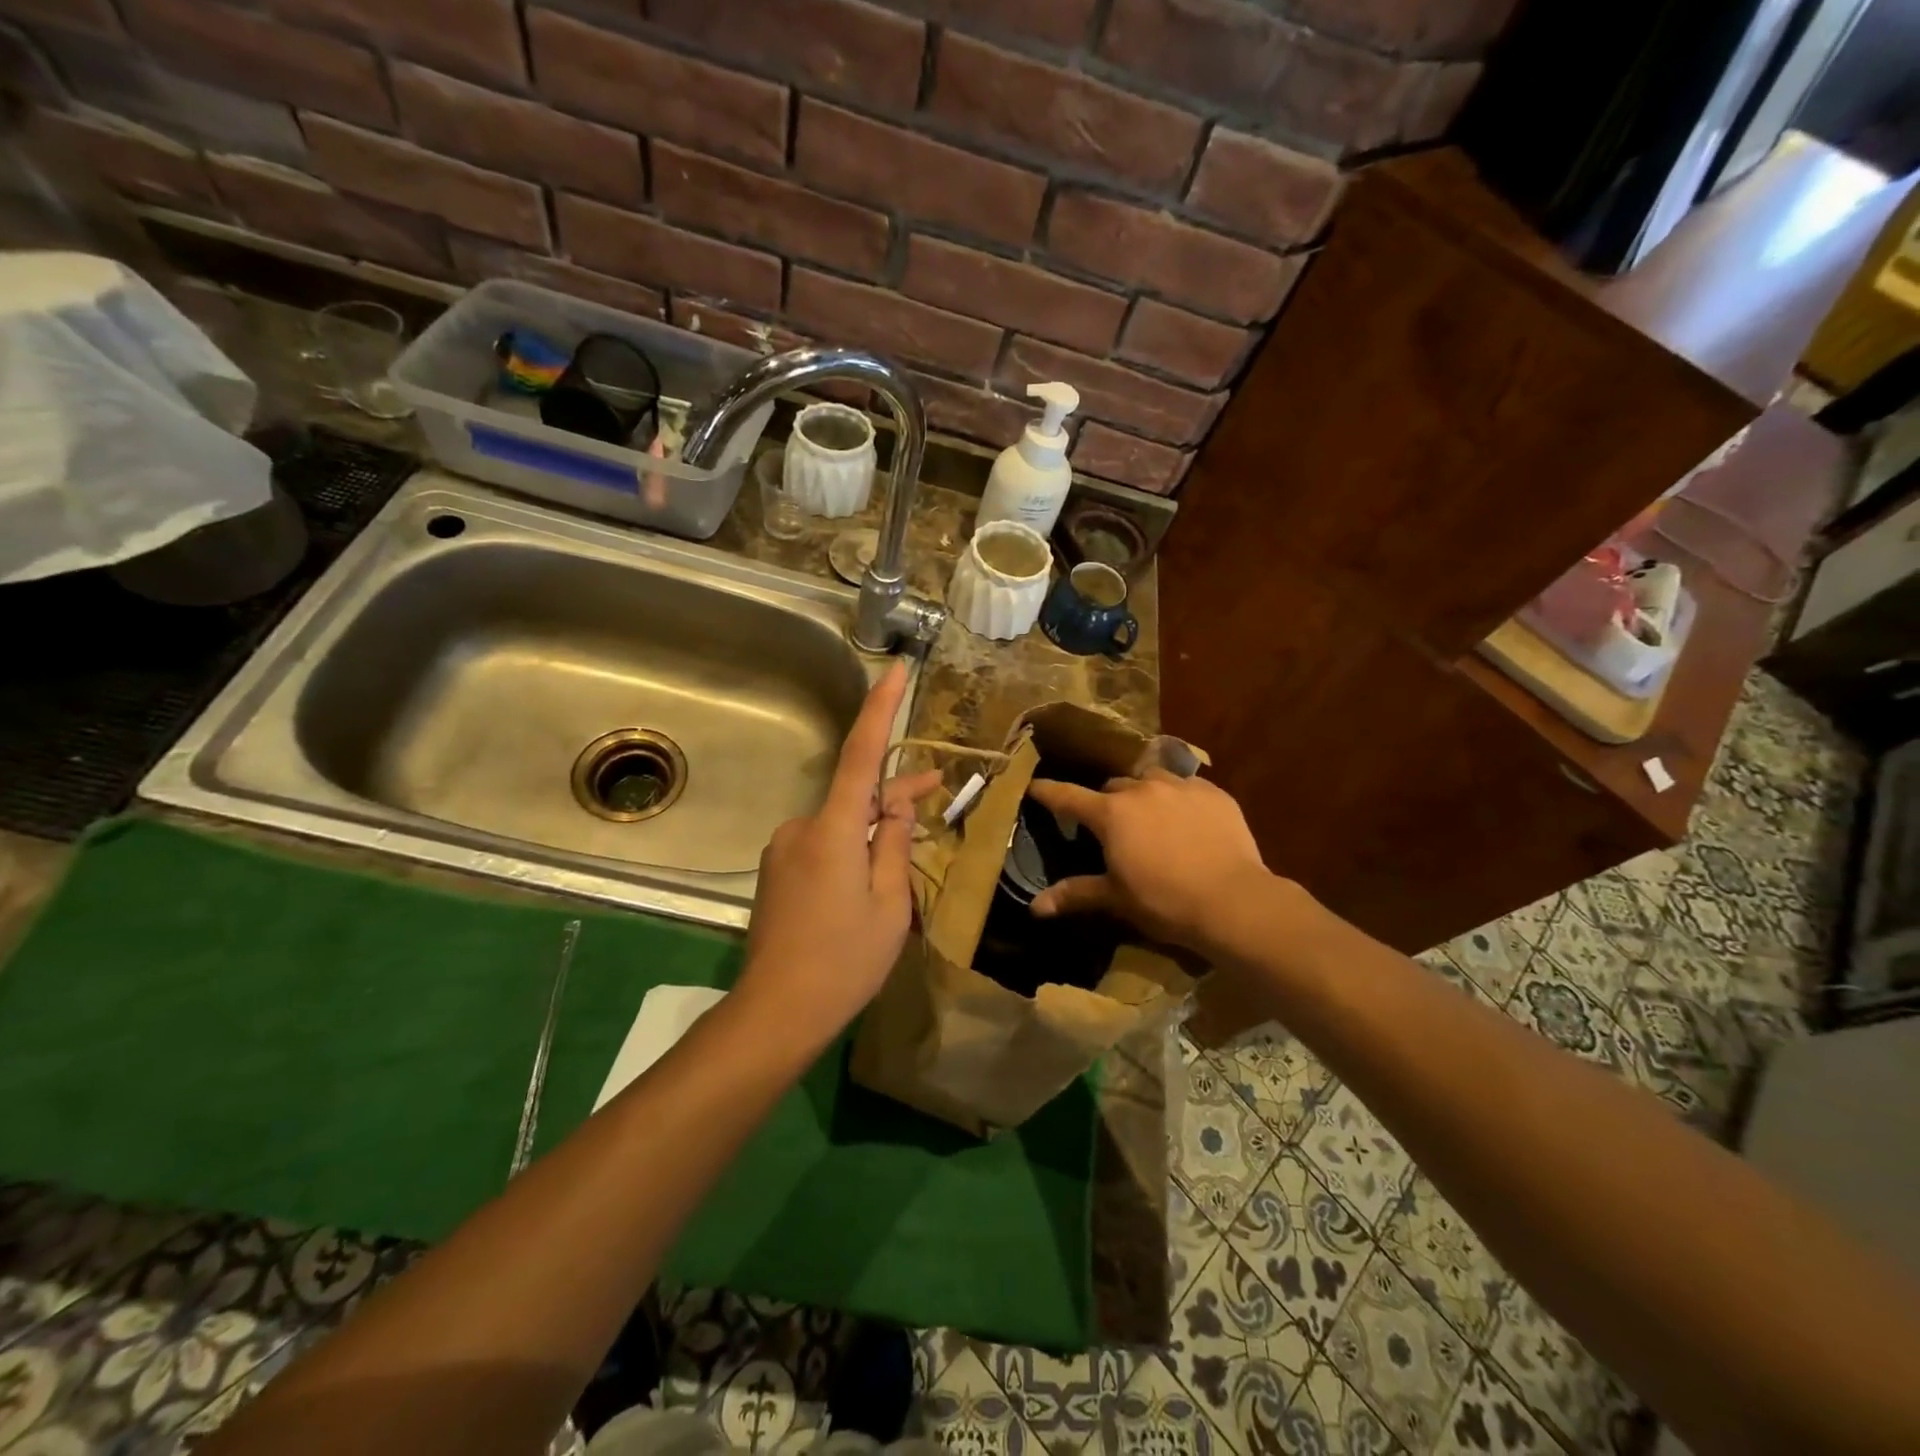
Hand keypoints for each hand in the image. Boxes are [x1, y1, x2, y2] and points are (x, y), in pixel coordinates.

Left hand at [736, 661, 939, 1050]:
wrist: (776, 1012)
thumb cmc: (844, 960)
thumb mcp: (889, 903)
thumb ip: (894, 843)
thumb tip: (897, 801)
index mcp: (833, 829)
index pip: (860, 754)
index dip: (879, 709)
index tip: (894, 670)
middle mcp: (801, 828)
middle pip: (855, 795)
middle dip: (895, 794)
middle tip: (939, 789)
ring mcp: (784, 851)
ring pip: (840, 826)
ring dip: (873, 832)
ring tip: (905, 861)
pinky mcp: (777, 873)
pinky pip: (823, 847)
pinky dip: (851, 852)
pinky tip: (868, 886)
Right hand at [1026, 769, 1275, 958]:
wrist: (1233, 900)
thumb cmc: (1164, 901)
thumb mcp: (1116, 898)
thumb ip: (1075, 894)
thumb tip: (1035, 908)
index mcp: (1110, 813)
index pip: (1067, 796)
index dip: (1047, 791)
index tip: (1033, 785)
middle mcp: (1141, 790)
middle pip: (1113, 786)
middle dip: (1107, 801)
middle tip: (1110, 825)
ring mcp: (1180, 786)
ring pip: (1151, 779)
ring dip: (1143, 793)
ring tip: (1150, 816)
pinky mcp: (1213, 793)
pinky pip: (1187, 786)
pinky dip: (1179, 799)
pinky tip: (1187, 820)